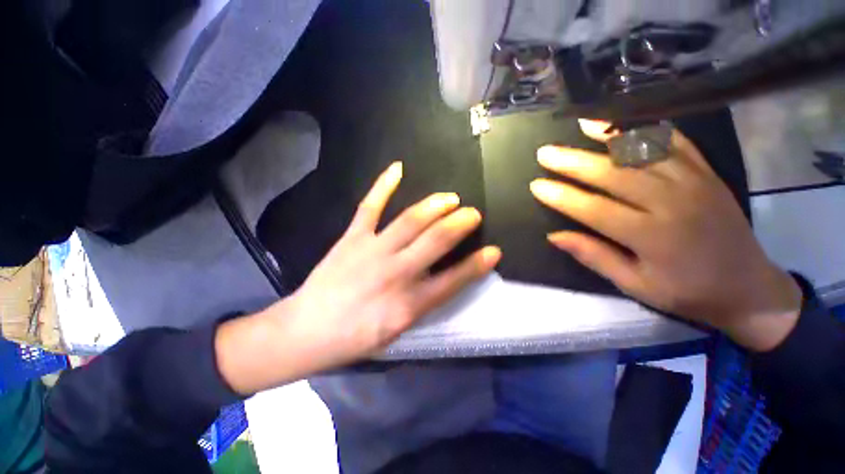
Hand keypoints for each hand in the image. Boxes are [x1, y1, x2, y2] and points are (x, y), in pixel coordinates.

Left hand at [217, 162, 499, 393]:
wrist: (306, 331)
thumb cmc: (355, 337)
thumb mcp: (397, 330)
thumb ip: (423, 303)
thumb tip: (444, 279)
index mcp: (409, 304)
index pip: (453, 280)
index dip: (476, 265)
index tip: (494, 251)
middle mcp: (396, 273)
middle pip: (436, 241)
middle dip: (460, 224)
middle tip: (473, 213)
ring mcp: (372, 250)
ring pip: (410, 220)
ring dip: (435, 205)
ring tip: (450, 198)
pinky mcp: (352, 238)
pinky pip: (369, 206)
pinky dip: (384, 185)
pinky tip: (398, 168)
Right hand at [530, 119, 801, 351]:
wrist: (749, 288)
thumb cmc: (686, 292)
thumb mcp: (635, 285)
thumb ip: (594, 256)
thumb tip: (555, 236)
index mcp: (652, 237)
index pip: (594, 210)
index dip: (561, 196)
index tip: (536, 185)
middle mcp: (672, 203)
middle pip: (614, 175)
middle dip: (573, 162)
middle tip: (545, 153)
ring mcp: (693, 182)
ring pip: (644, 152)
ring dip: (609, 136)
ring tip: (581, 124)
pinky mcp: (707, 173)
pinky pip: (676, 144)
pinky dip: (649, 130)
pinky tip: (626, 123)